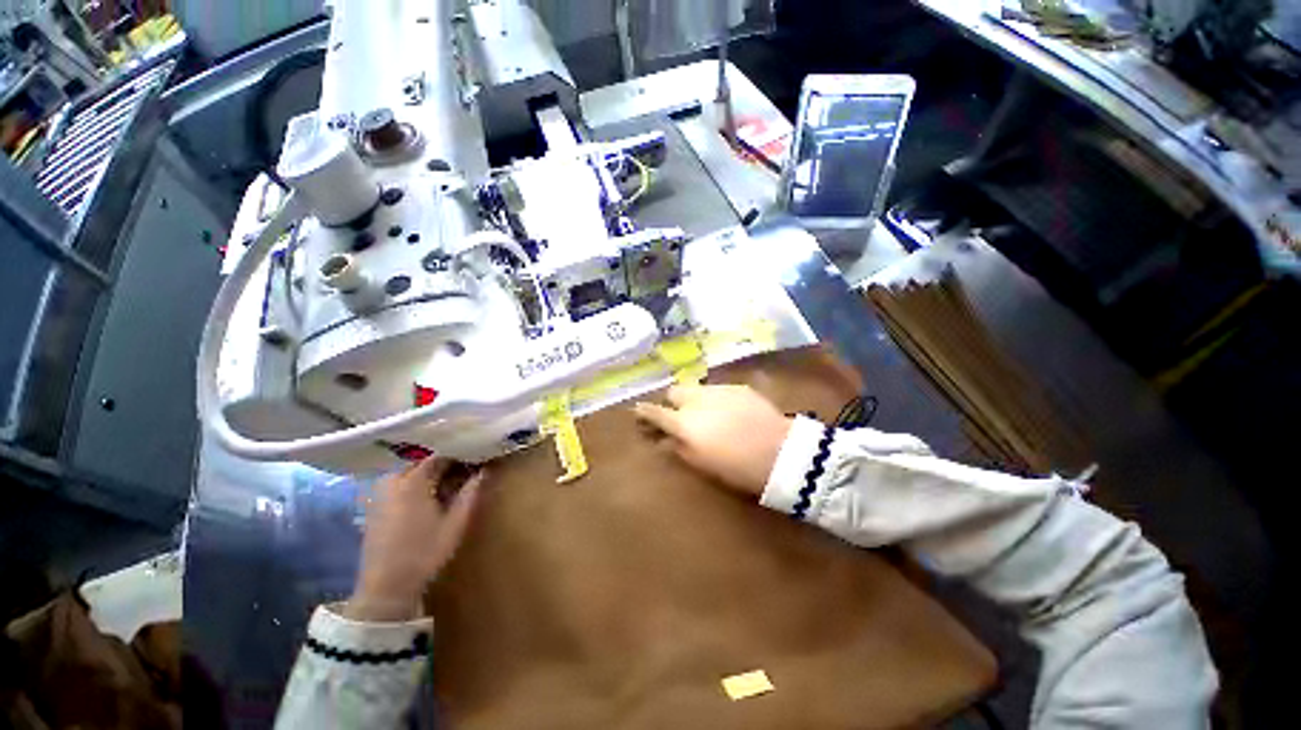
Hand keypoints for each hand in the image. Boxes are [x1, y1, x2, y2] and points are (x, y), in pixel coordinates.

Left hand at [344, 457, 482, 621]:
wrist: (385, 588)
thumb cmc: (425, 553)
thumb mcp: (456, 523)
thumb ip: (471, 493)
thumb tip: (484, 471)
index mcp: (413, 481)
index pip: (440, 456)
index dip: (460, 455)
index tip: (476, 458)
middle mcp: (392, 481)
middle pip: (423, 462)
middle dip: (445, 463)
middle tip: (466, 471)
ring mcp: (380, 494)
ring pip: (410, 473)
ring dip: (429, 474)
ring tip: (450, 483)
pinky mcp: (374, 507)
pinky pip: (398, 484)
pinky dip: (415, 484)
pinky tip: (428, 497)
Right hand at [634, 384, 792, 496]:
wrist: (780, 452)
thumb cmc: (737, 467)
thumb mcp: (702, 464)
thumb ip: (678, 448)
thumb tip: (663, 440)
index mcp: (683, 422)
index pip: (654, 412)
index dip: (644, 412)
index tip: (638, 412)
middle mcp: (696, 400)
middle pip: (674, 392)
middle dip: (673, 403)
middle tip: (682, 417)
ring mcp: (717, 390)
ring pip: (696, 388)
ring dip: (694, 399)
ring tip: (708, 414)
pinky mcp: (737, 387)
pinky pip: (717, 389)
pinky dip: (716, 399)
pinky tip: (729, 412)